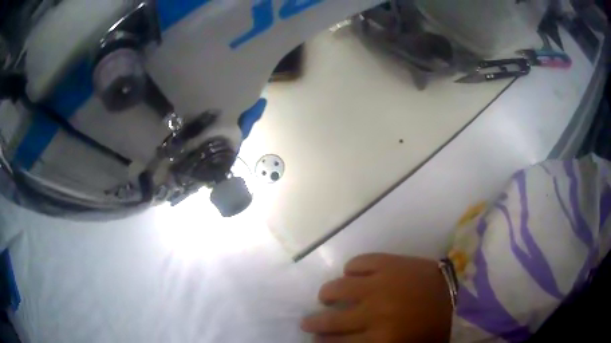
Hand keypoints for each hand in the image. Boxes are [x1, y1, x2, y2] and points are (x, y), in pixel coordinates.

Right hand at [301, 254, 452, 342]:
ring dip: (327, 294)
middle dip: (314, 323)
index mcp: (381, 339)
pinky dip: (351, 269)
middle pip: (330, 321)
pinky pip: (359, 262)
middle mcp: (374, 313)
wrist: (461, 294)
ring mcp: (380, 284)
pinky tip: (352, 274)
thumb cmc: (433, 327)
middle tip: (309, 322)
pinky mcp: (390, 262)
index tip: (316, 340)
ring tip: (326, 296)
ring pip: (338, 288)